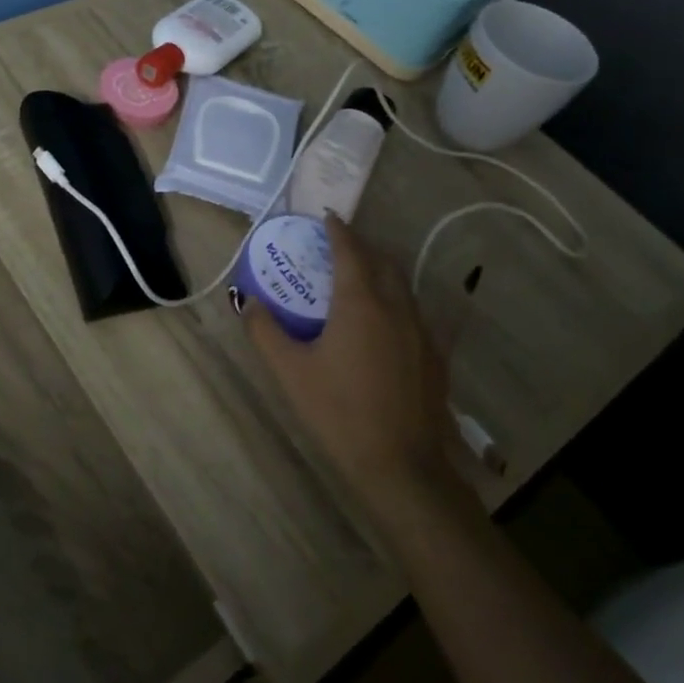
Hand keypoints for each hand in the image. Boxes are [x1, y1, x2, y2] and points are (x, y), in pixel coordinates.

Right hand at [243, 213, 461, 501]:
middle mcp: (396, 307)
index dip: (338, 230)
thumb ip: (265, 331)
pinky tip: (385, 320)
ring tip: (359, 276)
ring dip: (381, 271)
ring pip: (403, 285)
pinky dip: (396, 299)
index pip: (350, 251)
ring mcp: (421, 332)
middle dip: (362, 246)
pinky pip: (415, 312)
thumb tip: (248, 302)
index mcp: (360, 303)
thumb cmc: (339, 412)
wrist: (401, 466)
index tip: (327, 216)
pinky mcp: (434, 356)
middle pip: (383, 261)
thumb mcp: (290, 371)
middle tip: (339, 245)